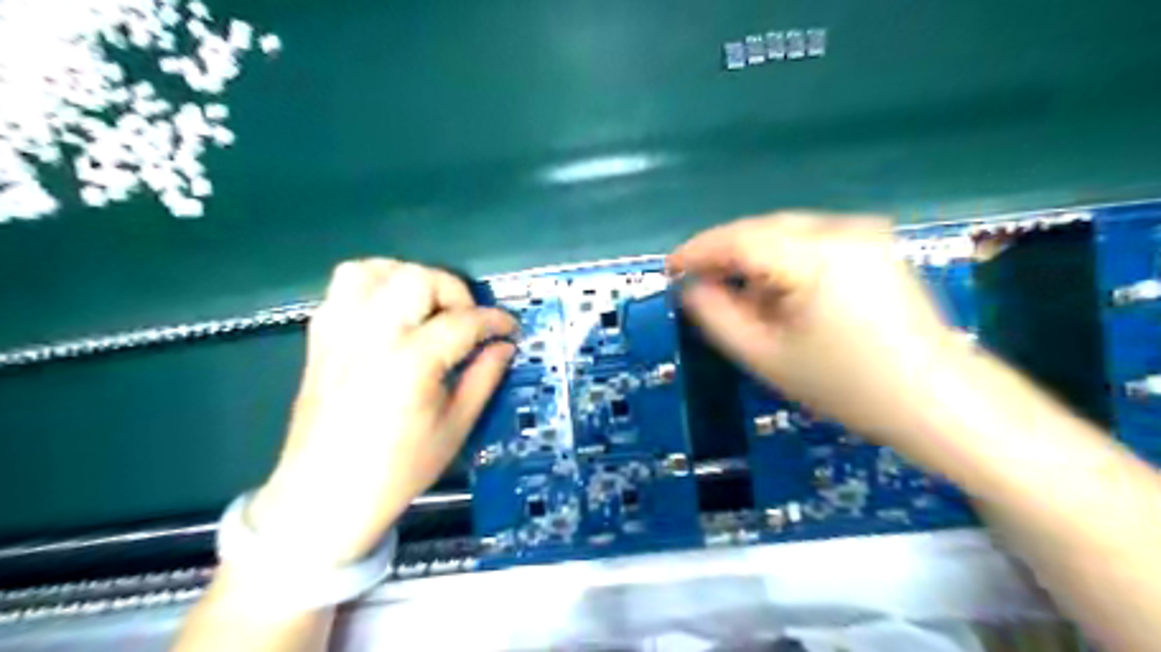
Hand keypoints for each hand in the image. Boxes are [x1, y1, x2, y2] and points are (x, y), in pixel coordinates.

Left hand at [249, 261, 516, 565]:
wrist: (323, 496)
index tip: (510, 329)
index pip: (463, 321)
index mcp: (410, 363)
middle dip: (454, 292)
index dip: (495, 321)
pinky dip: (375, 285)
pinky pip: (345, 286)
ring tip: (427, 308)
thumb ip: (484, 378)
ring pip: (376, 270)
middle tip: (466, 323)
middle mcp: (372, 335)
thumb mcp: (455, 427)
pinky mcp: (321, 336)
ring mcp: (340, 331)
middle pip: (419, 279)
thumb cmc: (397, 470)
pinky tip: (392, 312)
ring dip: (411, 279)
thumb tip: (504, 346)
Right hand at [667, 215, 966, 447]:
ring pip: (785, 234)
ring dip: (754, 259)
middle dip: (725, 255)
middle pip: (762, 229)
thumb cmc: (847, 386)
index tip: (669, 268)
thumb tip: (691, 288)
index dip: (697, 251)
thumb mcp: (767, 357)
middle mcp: (842, 229)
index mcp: (816, 256)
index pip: (739, 239)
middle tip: (697, 284)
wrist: (937, 400)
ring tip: (738, 297)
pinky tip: (777, 294)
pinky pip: (811, 242)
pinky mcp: (875, 245)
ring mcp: (864, 233)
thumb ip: (718, 317)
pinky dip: (783, 262)